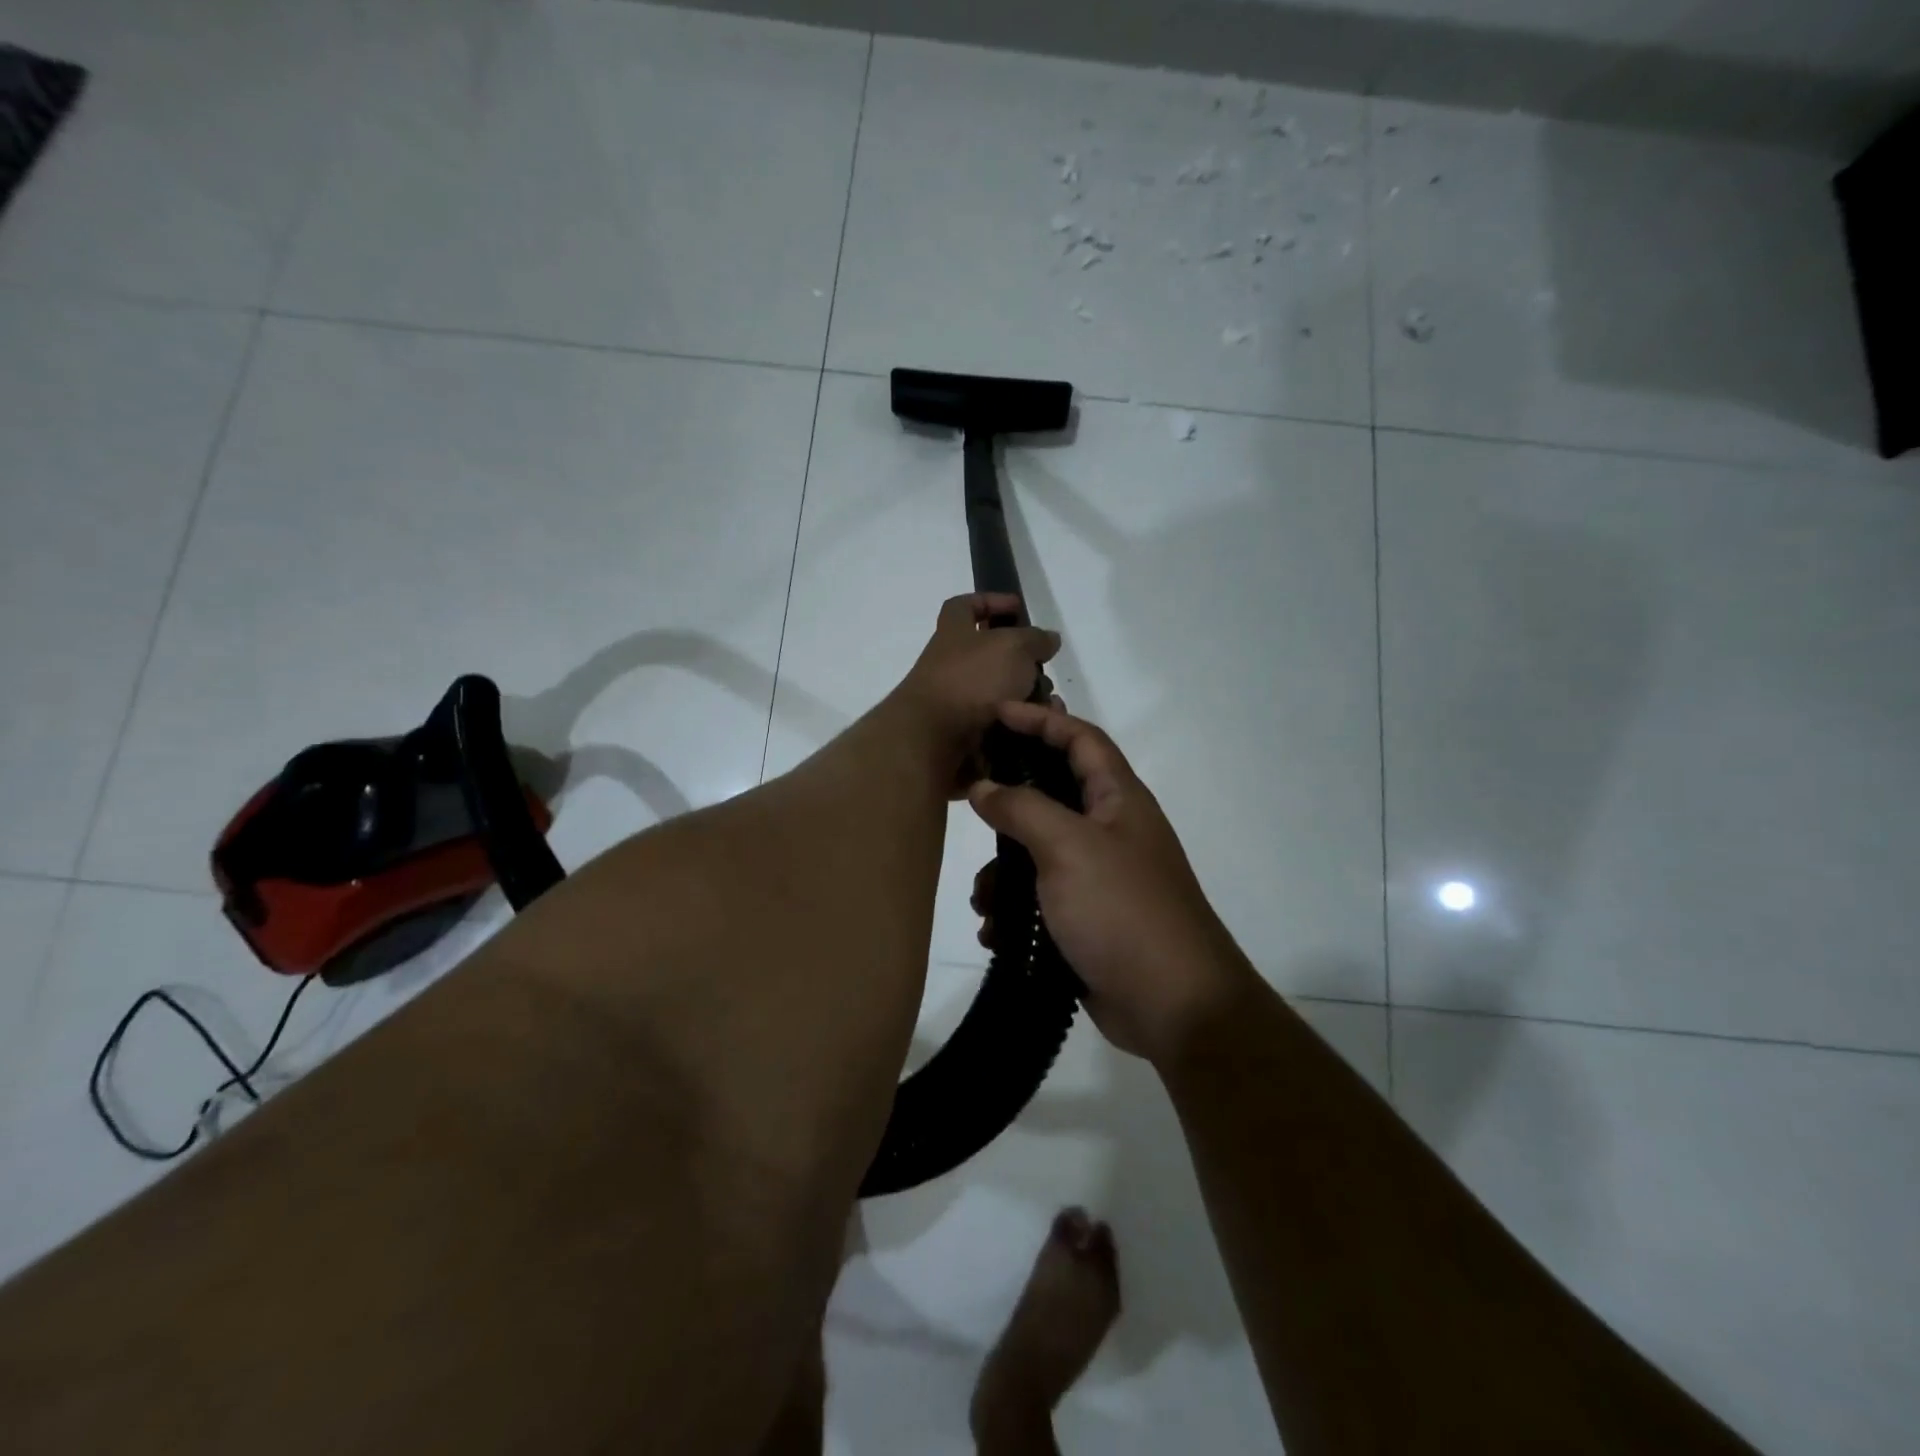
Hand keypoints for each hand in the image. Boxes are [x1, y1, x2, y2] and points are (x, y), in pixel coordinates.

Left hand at [887, 594, 1060, 792]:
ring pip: (1001, 693)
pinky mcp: (965, 733)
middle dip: (1023, 662)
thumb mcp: (1013, 646)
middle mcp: (951, 665)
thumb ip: (1035, 639)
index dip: (991, 601)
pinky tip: (1039, 727)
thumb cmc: (972, 680)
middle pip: (991, 655)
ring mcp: (956, 701)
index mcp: (953, 633)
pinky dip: (1021, 725)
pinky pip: (1000, 724)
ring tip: (1049, 706)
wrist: (935, 740)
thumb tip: (1048, 640)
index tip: (1018, 608)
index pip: (965, 606)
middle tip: (1044, 668)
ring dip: (1028, 697)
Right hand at [968, 702, 1253, 1064]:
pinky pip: (1040, 898)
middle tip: (970, 798)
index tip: (996, 712)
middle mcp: (1111, 830)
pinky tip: (997, 932)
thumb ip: (1022, 808)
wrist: (1172, 1005)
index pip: (1079, 739)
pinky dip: (1015, 910)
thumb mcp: (1068, 848)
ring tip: (983, 899)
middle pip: (1054, 794)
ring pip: (1038, 853)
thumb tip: (983, 786)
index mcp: (1118, 800)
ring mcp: (1099, 877)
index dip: (1041, 719)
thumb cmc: (1122, 909)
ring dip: (1005, 871)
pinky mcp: (1087, 919)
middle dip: (1010, 800)